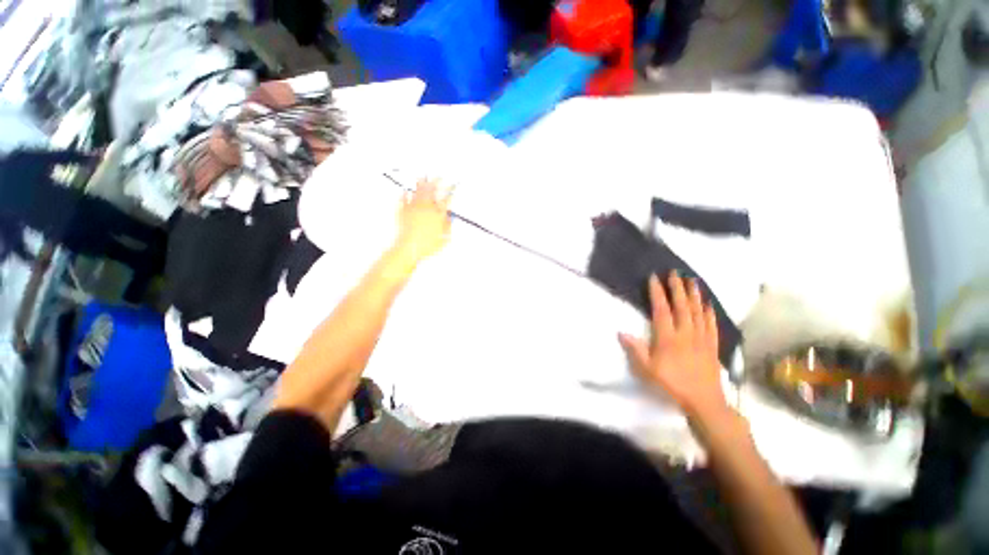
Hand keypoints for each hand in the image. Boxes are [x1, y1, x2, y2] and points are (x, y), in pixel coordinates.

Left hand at [393, 179, 451, 262]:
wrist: (409, 248)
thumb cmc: (427, 245)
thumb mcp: (444, 238)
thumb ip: (448, 226)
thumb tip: (449, 218)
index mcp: (438, 214)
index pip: (447, 199)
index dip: (451, 190)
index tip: (453, 185)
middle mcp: (426, 208)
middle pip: (432, 191)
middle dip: (436, 182)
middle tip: (439, 176)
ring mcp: (414, 208)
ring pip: (418, 192)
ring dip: (422, 184)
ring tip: (423, 177)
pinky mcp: (403, 211)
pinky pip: (404, 198)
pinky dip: (406, 193)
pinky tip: (406, 189)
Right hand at [618, 273, 728, 419]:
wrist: (703, 401)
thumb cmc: (671, 384)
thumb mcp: (647, 370)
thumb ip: (635, 349)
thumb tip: (621, 332)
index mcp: (668, 337)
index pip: (661, 309)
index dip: (657, 292)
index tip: (654, 278)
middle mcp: (686, 333)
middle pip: (682, 305)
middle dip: (677, 287)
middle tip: (675, 272)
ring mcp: (701, 338)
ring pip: (698, 311)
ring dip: (694, 295)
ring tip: (692, 281)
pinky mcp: (712, 345)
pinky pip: (711, 324)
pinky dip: (709, 312)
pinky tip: (708, 304)